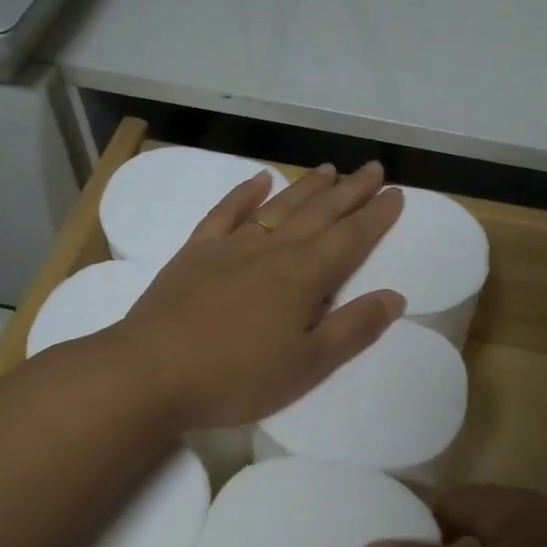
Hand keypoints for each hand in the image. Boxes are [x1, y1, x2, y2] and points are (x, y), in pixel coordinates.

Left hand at [115, 161, 405, 430]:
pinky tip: (259, 180)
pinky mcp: (196, 252)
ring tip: (330, 169)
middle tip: (373, 169)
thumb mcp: (307, 365)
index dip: (376, 216)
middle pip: (320, 213)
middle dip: (350, 191)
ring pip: (278, 207)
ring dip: (307, 187)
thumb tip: (395, 297)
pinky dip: (244, 193)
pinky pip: (225, 213)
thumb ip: (353, 329)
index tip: (396, 193)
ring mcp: (231, 246)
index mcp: (304, 276)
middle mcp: (272, 250)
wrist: (150, 372)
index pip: (351, 238)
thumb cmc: (236, 377)